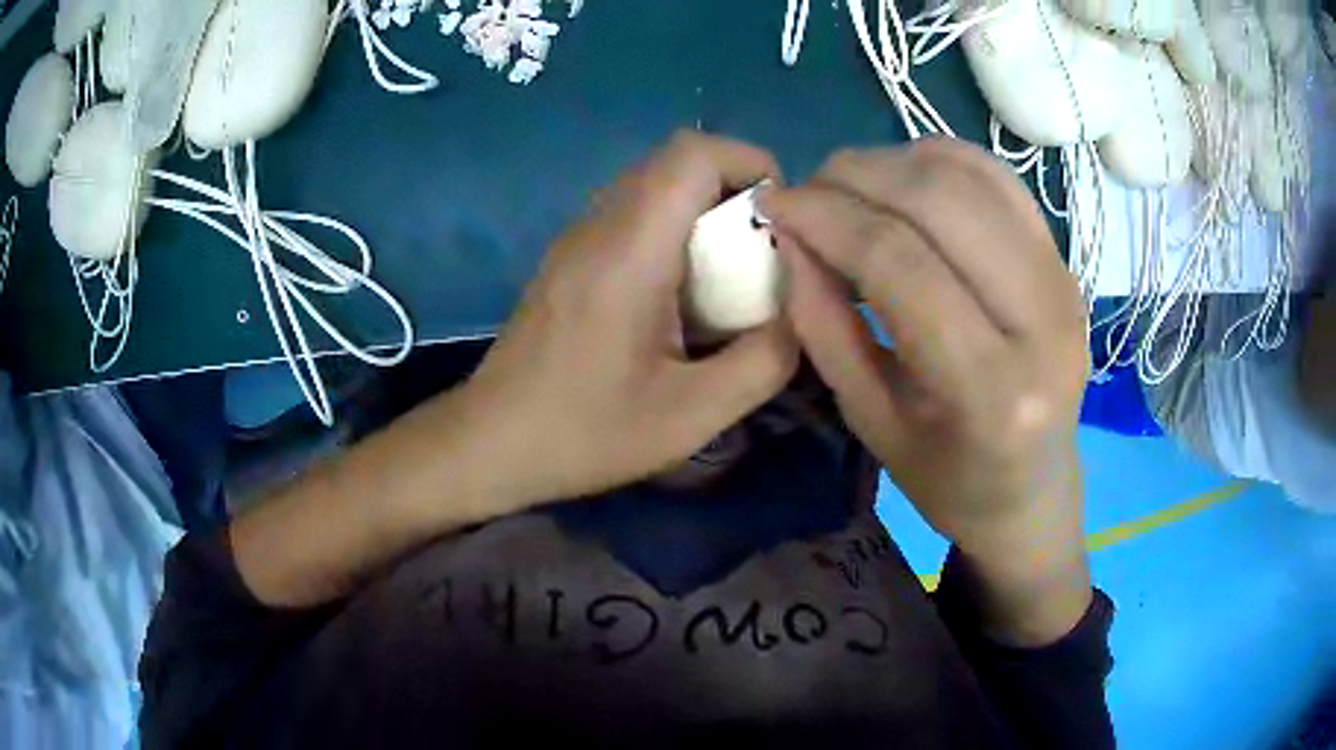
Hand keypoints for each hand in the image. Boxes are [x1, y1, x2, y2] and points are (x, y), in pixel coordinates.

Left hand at [459, 131, 797, 505]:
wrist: (490, 444)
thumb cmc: (584, 433)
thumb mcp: (691, 416)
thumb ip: (764, 362)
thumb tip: (801, 318)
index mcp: (630, 249)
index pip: (694, 153)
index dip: (752, 165)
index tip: (783, 223)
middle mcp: (600, 224)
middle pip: (677, 161)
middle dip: (736, 190)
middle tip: (765, 254)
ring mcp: (578, 237)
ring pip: (655, 184)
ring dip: (705, 210)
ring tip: (731, 275)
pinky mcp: (569, 258)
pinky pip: (633, 214)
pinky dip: (674, 230)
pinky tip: (683, 296)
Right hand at [762, 139, 1089, 642]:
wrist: (1034, 490)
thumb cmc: (948, 479)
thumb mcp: (869, 421)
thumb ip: (824, 326)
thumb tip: (789, 236)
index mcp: (993, 391)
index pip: (900, 262)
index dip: (826, 218)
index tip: (773, 204)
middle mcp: (1044, 321)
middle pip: (940, 200)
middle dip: (855, 176)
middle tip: (806, 190)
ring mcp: (1064, 281)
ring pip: (970, 175)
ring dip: (893, 162)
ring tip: (848, 187)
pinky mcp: (1066, 261)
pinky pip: (998, 180)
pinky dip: (939, 162)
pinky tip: (903, 181)